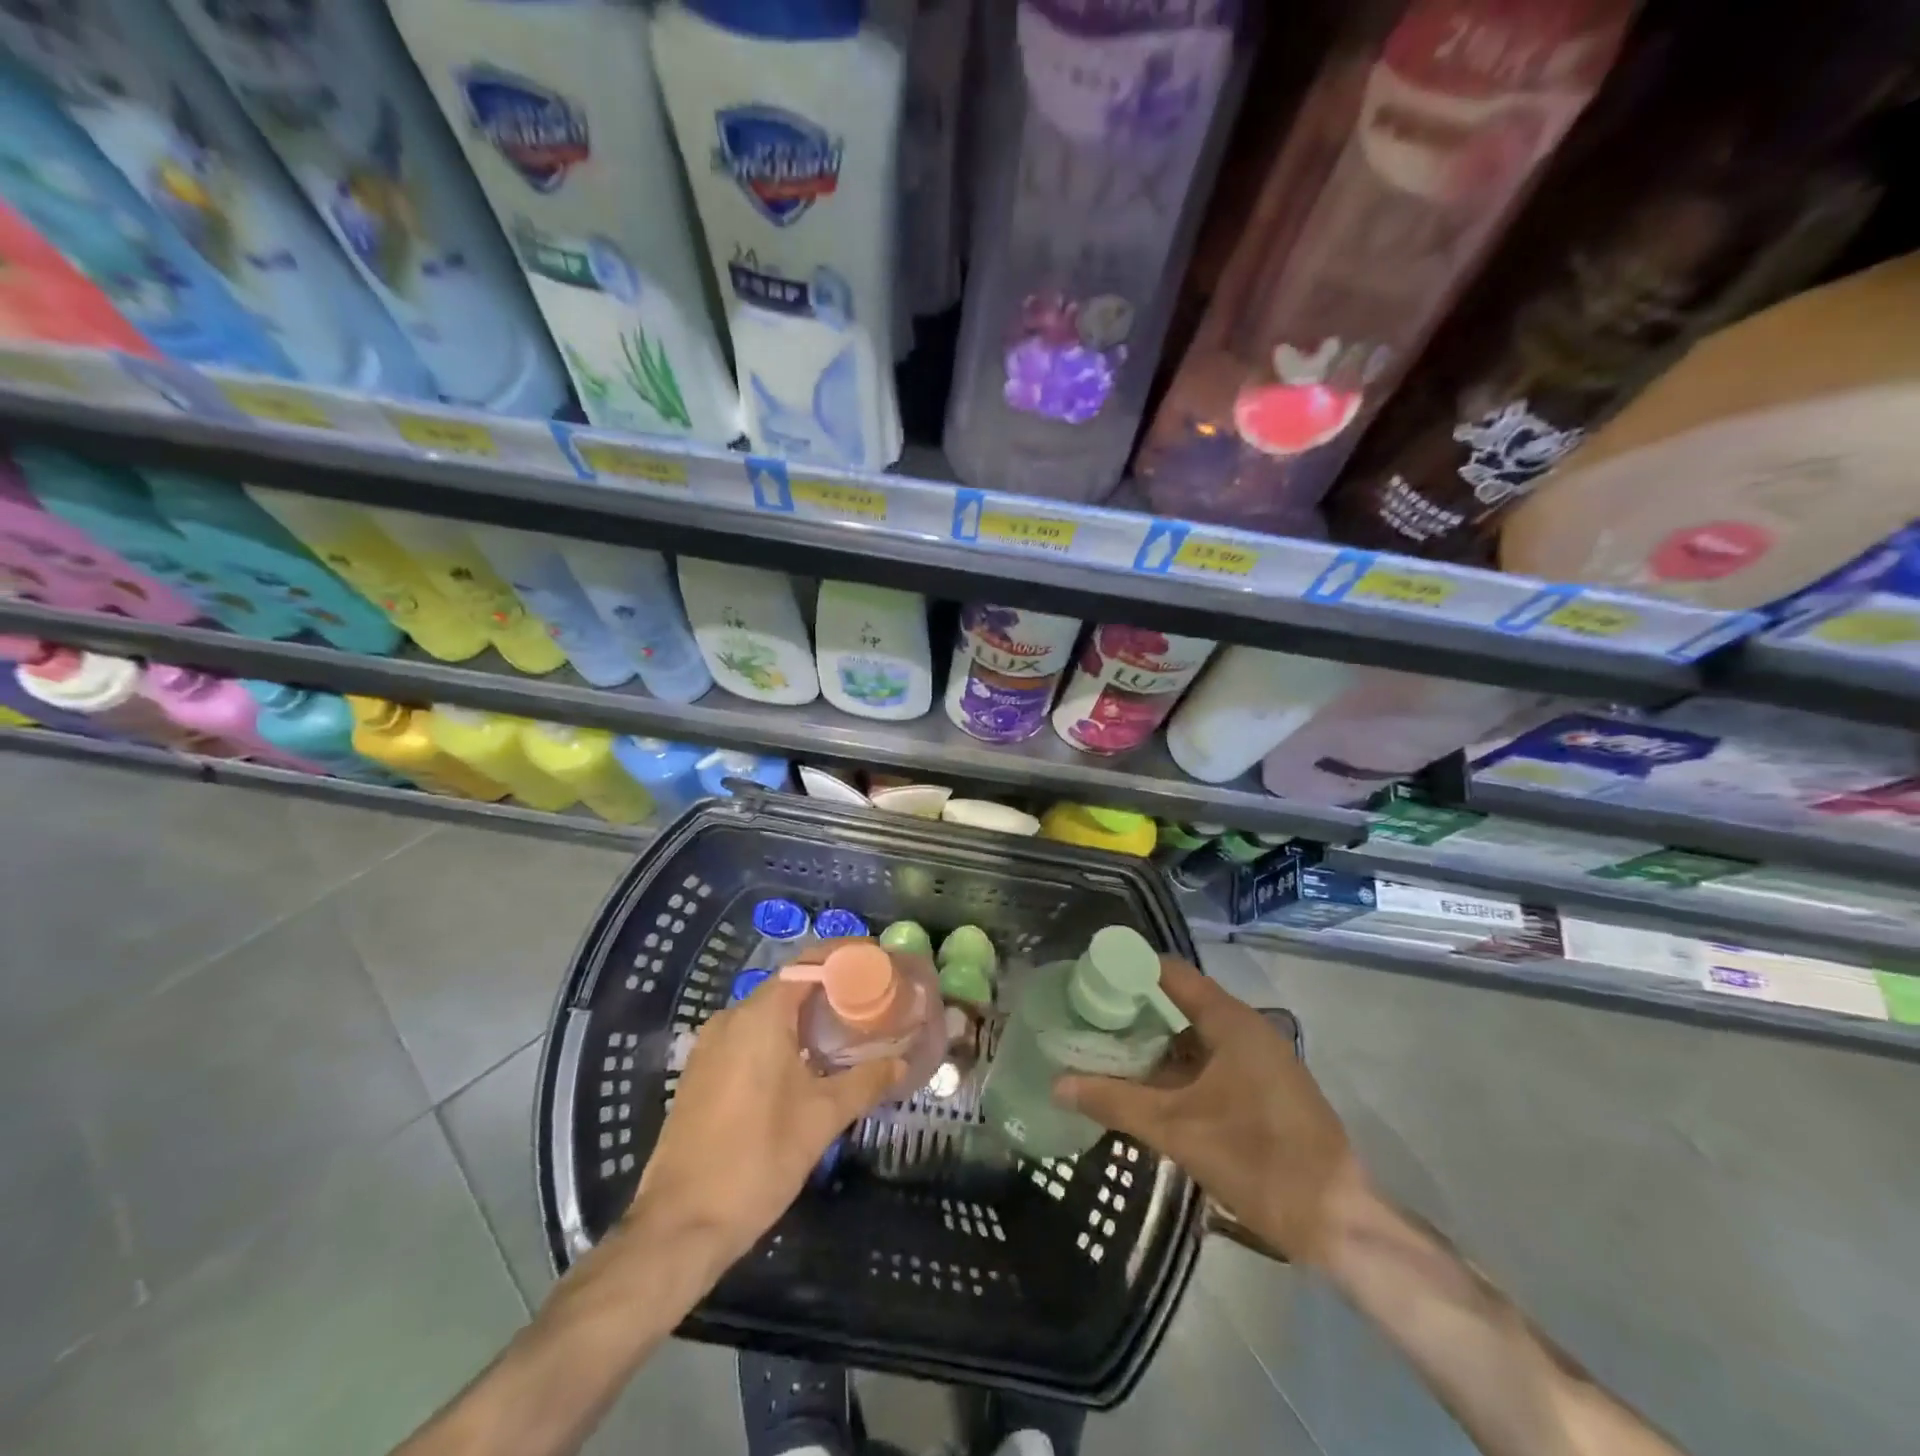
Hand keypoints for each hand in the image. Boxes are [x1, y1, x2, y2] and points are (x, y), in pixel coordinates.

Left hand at [632, 973, 900, 1264]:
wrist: (680, 1224)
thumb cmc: (757, 1159)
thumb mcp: (822, 1118)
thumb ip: (865, 1081)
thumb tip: (901, 1061)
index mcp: (759, 1016)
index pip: (807, 963)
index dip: (844, 956)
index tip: (877, 960)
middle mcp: (731, 1018)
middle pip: (788, 984)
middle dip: (829, 986)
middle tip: (869, 998)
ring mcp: (710, 1046)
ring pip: (767, 1012)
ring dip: (804, 1013)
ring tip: (844, 1028)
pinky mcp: (701, 1073)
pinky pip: (748, 1036)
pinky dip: (780, 1034)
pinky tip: (804, 1061)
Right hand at [1053, 957, 1359, 1266]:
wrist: (1339, 1222)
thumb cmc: (1258, 1160)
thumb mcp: (1177, 1130)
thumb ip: (1115, 1102)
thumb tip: (1057, 1084)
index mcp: (1230, 1021)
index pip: (1169, 972)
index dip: (1128, 968)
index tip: (1087, 974)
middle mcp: (1246, 1029)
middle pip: (1179, 1002)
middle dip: (1133, 1009)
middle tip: (1086, 1016)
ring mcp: (1258, 1060)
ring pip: (1194, 1036)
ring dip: (1153, 1043)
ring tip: (1105, 1049)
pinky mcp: (1264, 1089)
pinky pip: (1210, 1062)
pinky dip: (1176, 1068)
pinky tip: (1145, 1087)